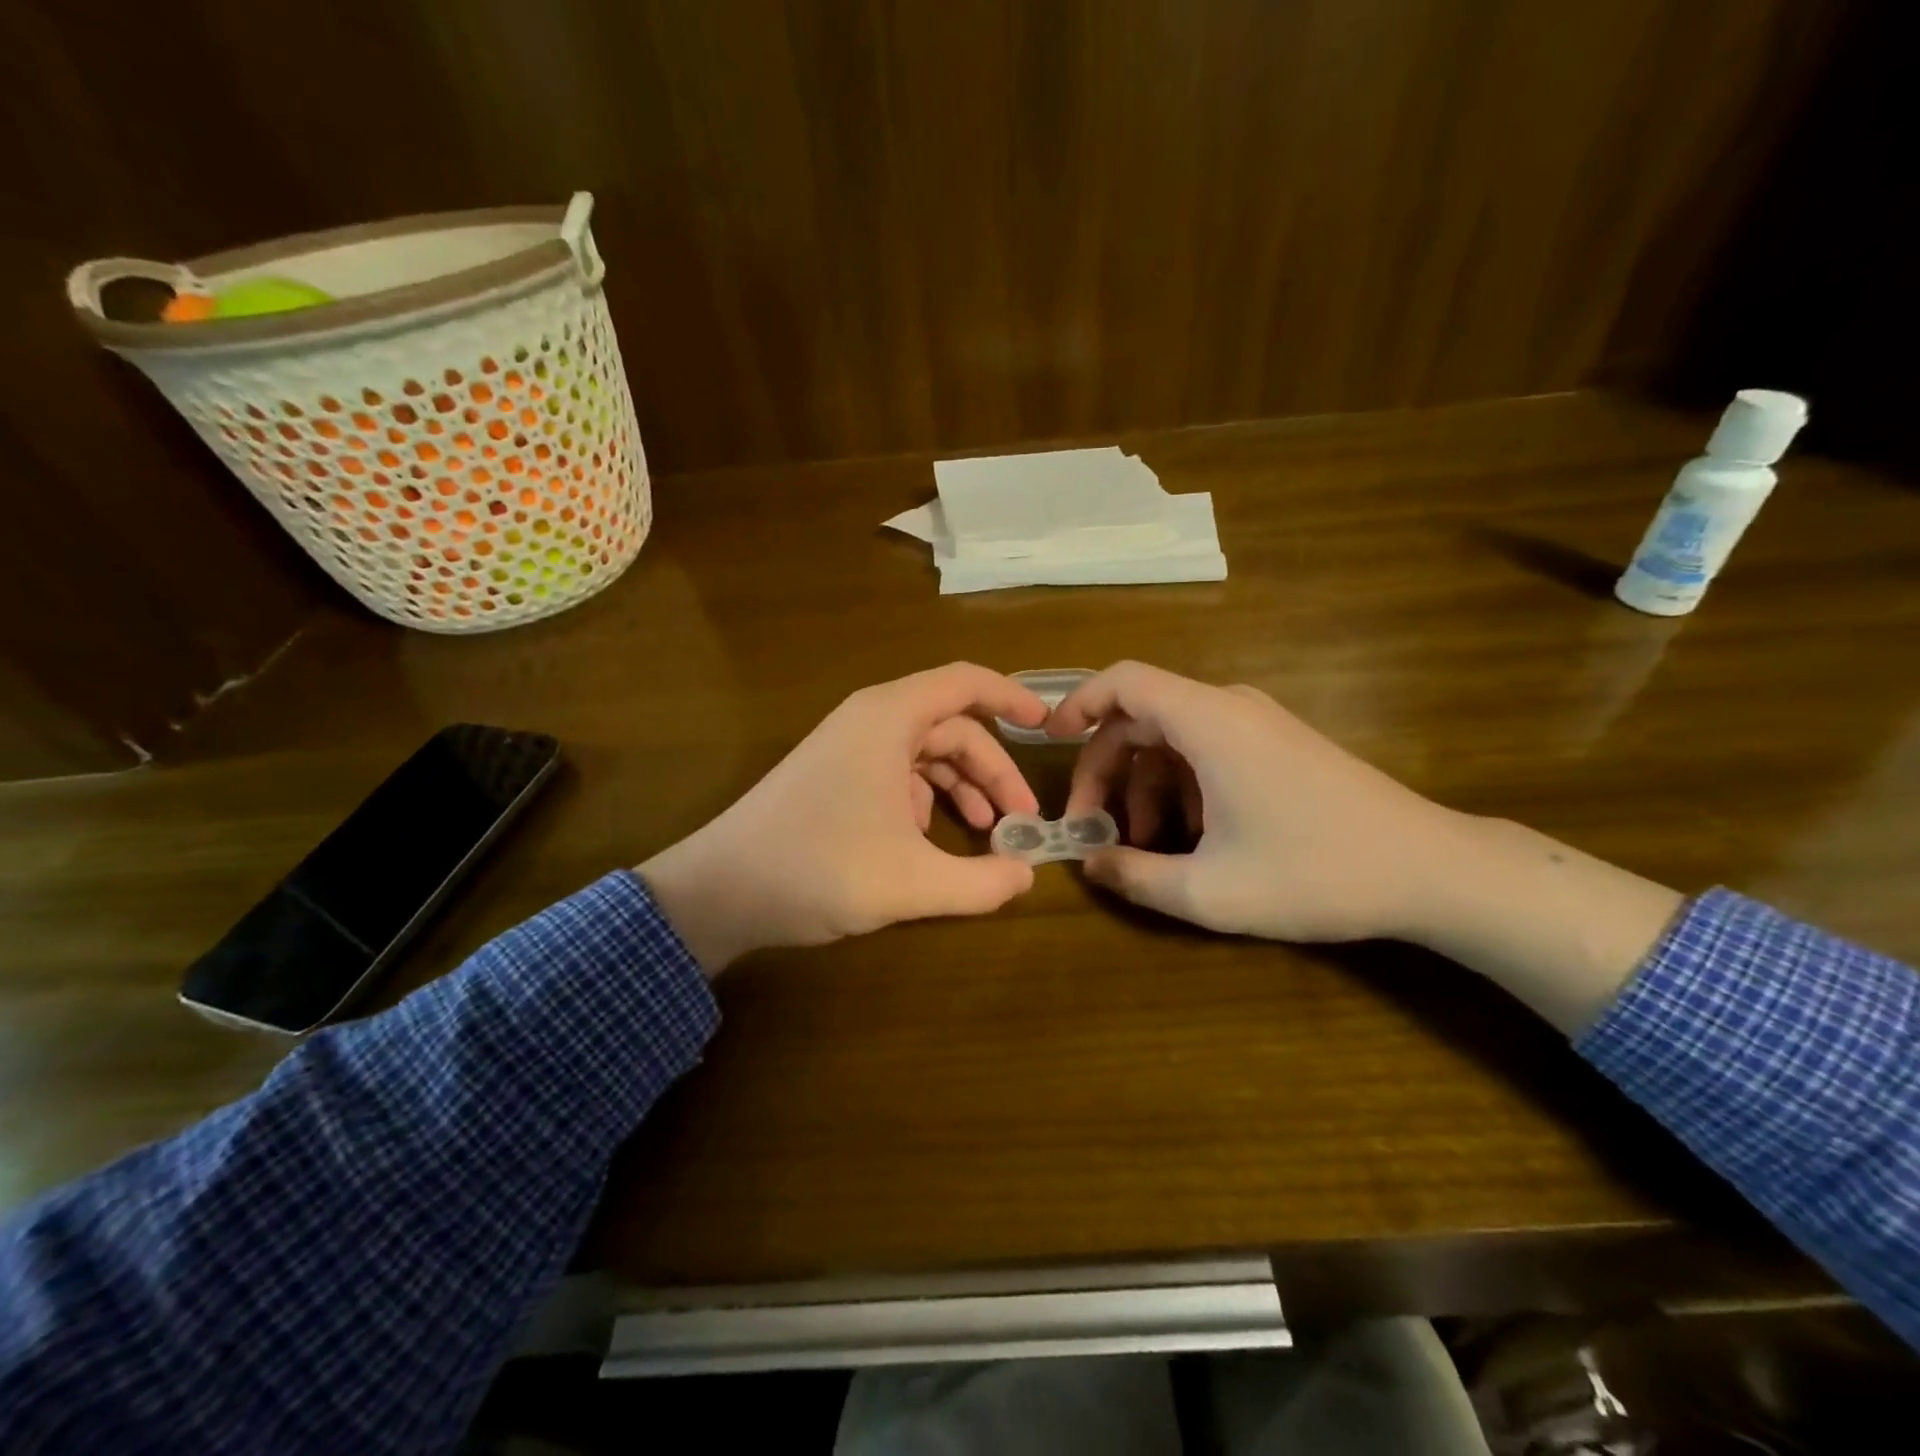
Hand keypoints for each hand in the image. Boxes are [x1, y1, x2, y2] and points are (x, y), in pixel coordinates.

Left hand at [637, 663, 1048, 973]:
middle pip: (952, 728)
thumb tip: (1027, 876)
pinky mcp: (833, 777)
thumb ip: (981, 882)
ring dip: (962, 788)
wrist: (718, 891)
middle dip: (993, 770)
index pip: (965, 682)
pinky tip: (930, 843)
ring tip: (987, 834)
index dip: (1012, 698)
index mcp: (889, 718)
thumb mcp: (911, 882)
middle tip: (1020, 821)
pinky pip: (897, 775)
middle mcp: (870, 721)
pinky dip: (926, 802)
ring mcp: (848, 749)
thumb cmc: (818, 868)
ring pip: (925, 754)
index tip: (1048, 726)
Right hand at [1050, 661, 1461, 941]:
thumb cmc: (1317, 873)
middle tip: (1091, 826)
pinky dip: (1180, 786)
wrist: (1431, 870)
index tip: (1048, 741)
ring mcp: (1258, 725)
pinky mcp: (1277, 746)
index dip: (1078, 703)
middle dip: (1104, 768)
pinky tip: (1188, 839)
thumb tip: (1090, 864)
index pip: (1124, 680)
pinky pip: (1206, 750)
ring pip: (1172, 738)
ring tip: (1143, 847)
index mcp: (1209, 722)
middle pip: (1141, 716)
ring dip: (1143, 785)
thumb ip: (1135, 877)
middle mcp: (1230, 709)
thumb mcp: (1210, 891)